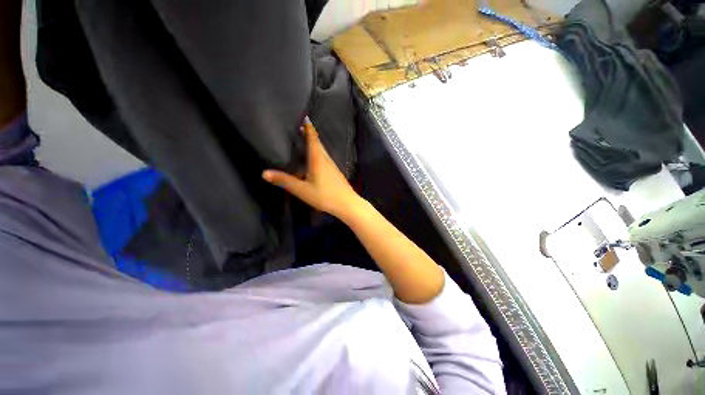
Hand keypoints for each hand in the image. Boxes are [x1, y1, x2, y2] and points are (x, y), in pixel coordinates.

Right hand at [262, 119, 362, 220]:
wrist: (347, 204)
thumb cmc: (324, 195)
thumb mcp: (302, 190)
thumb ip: (284, 181)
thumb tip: (264, 173)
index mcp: (318, 159)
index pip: (313, 139)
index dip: (309, 128)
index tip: (304, 117)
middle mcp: (326, 159)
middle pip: (318, 143)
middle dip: (310, 134)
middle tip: (300, 128)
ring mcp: (332, 166)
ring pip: (322, 150)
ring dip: (314, 144)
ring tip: (305, 141)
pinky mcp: (335, 172)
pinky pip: (325, 158)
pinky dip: (318, 153)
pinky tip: (314, 160)